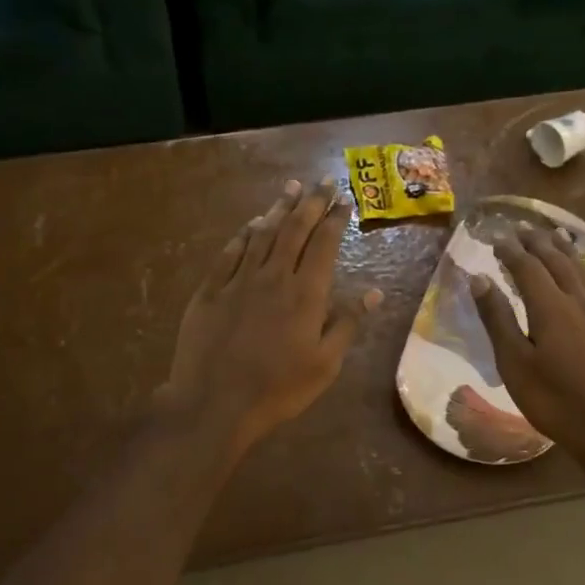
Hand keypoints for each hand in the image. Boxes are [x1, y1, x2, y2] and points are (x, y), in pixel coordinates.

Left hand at [160, 178, 379, 454]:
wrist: (214, 403)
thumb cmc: (278, 389)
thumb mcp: (325, 364)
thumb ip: (348, 324)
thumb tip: (374, 292)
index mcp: (306, 293)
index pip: (324, 244)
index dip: (335, 219)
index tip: (344, 200)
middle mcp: (274, 276)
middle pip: (295, 229)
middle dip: (311, 202)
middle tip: (322, 181)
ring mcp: (238, 280)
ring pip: (262, 234)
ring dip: (279, 209)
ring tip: (291, 188)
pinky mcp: (210, 289)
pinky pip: (229, 252)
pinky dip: (244, 234)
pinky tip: (251, 224)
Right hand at [469, 225, 584, 459]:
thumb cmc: (554, 400)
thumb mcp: (514, 362)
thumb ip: (497, 318)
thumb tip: (479, 279)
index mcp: (550, 307)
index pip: (527, 267)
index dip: (511, 250)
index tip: (497, 237)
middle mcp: (580, 301)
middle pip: (557, 262)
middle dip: (538, 243)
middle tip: (524, 228)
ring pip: (584, 272)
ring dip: (566, 251)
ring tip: (556, 236)